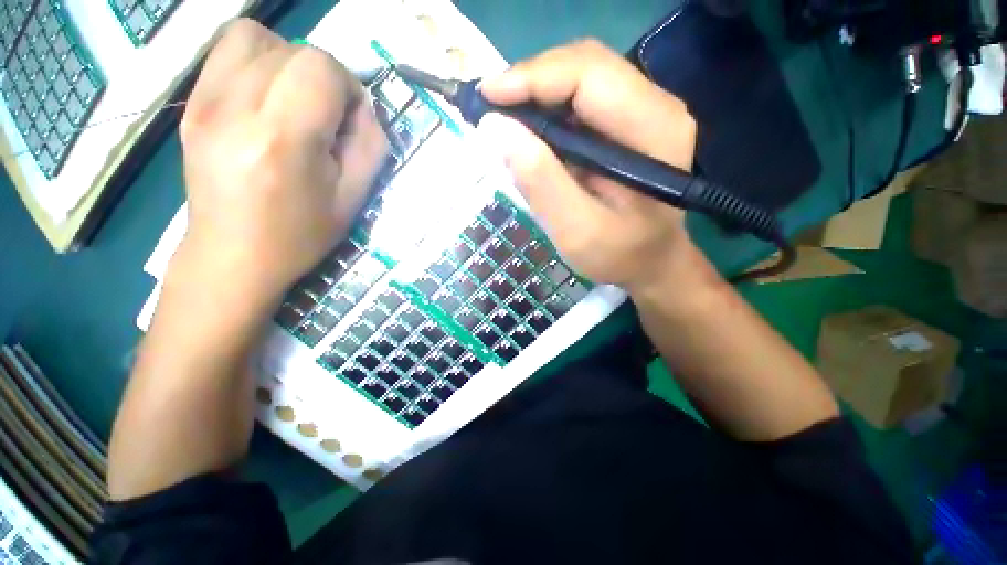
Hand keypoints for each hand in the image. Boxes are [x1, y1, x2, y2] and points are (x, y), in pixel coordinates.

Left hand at [177, 19, 387, 310]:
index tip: (350, 119)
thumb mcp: (353, 198)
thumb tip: (364, 108)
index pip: (320, 67)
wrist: (233, 256)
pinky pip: (225, 51)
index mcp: (283, 139)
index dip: (346, 86)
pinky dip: (257, 60)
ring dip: (288, 62)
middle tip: (327, 116)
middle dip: (323, 77)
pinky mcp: (191, 104)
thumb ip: (369, 146)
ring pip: (255, 37)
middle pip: (292, 49)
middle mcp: (236, 109)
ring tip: (294, 101)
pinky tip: (266, 97)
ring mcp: (204, 103)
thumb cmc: (300, 234)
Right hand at [479, 40, 697, 294]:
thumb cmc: (620, 255)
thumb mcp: (577, 231)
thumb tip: (495, 128)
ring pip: (580, 77)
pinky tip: (528, 130)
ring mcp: (643, 111)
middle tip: (490, 110)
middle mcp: (655, 106)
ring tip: (503, 120)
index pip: (588, 74)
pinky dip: (547, 109)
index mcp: (653, 129)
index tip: (486, 99)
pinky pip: (580, 100)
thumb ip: (541, 182)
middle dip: (529, 82)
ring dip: (535, 93)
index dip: (532, 78)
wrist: (651, 261)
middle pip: (584, 65)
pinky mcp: (626, 123)